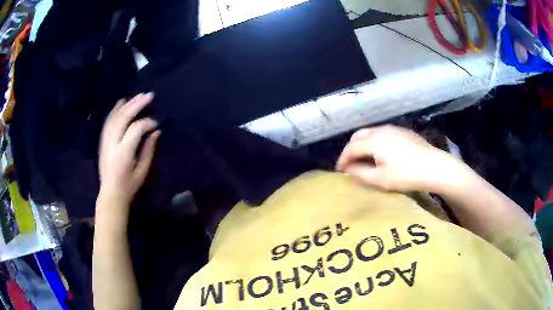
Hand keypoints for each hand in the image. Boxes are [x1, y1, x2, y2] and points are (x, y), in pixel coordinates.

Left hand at [98, 93, 160, 208]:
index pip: (135, 129)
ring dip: (127, 104)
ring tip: (138, 96)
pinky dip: (115, 110)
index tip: (156, 124)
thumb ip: (149, 150)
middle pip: (123, 118)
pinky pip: (108, 121)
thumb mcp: (143, 171)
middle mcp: (112, 144)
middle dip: (136, 105)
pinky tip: (122, 102)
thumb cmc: (129, 186)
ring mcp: (105, 141)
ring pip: (114, 117)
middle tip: (149, 95)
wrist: (111, 193)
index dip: (147, 123)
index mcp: (123, 153)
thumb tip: (156, 132)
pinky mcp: (102, 141)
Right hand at [336, 125, 466, 192]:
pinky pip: (382, 133)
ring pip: (370, 132)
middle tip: (350, 164)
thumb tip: (348, 169)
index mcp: (373, 140)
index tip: (339, 172)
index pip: (350, 148)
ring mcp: (393, 128)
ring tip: (364, 158)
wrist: (434, 166)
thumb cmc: (406, 175)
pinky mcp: (403, 131)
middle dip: (350, 150)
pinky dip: (374, 141)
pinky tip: (381, 153)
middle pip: (358, 136)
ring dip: (362, 144)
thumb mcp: (380, 179)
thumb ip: (360, 173)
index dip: (342, 160)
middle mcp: (380, 130)